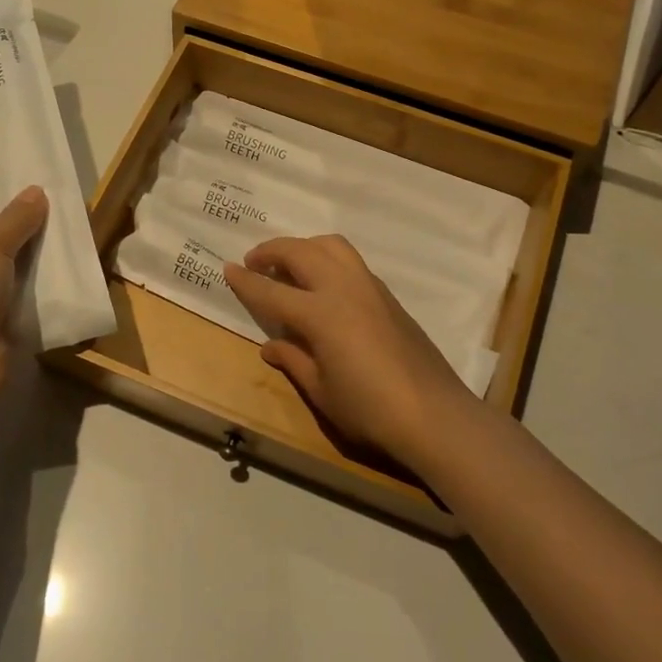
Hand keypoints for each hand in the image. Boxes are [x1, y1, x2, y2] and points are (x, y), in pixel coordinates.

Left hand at [0, 187, 47, 446]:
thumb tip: (36, 191)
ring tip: (79, 247)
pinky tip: (71, 282)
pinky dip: (42, 293)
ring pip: (13, 272)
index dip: (11, 201)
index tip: (50, 194)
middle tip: (73, 219)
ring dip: (41, 264)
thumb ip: (15, 218)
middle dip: (32, 232)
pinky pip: (21, 300)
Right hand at [224, 235, 488, 471]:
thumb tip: (271, 345)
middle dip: (272, 251)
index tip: (227, 269)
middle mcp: (344, 289)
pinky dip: (328, 259)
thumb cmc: (370, 411)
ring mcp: (370, 288)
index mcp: (321, 314)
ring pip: (332, 246)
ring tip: (290, 265)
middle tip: (254, 262)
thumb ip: (294, 361)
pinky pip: (351, 262)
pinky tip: (323, 285)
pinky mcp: (388, 296)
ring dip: (304, 247)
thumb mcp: (321, 392)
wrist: (434, 415)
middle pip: (301, 252)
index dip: (246, 281)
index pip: (272, 291)